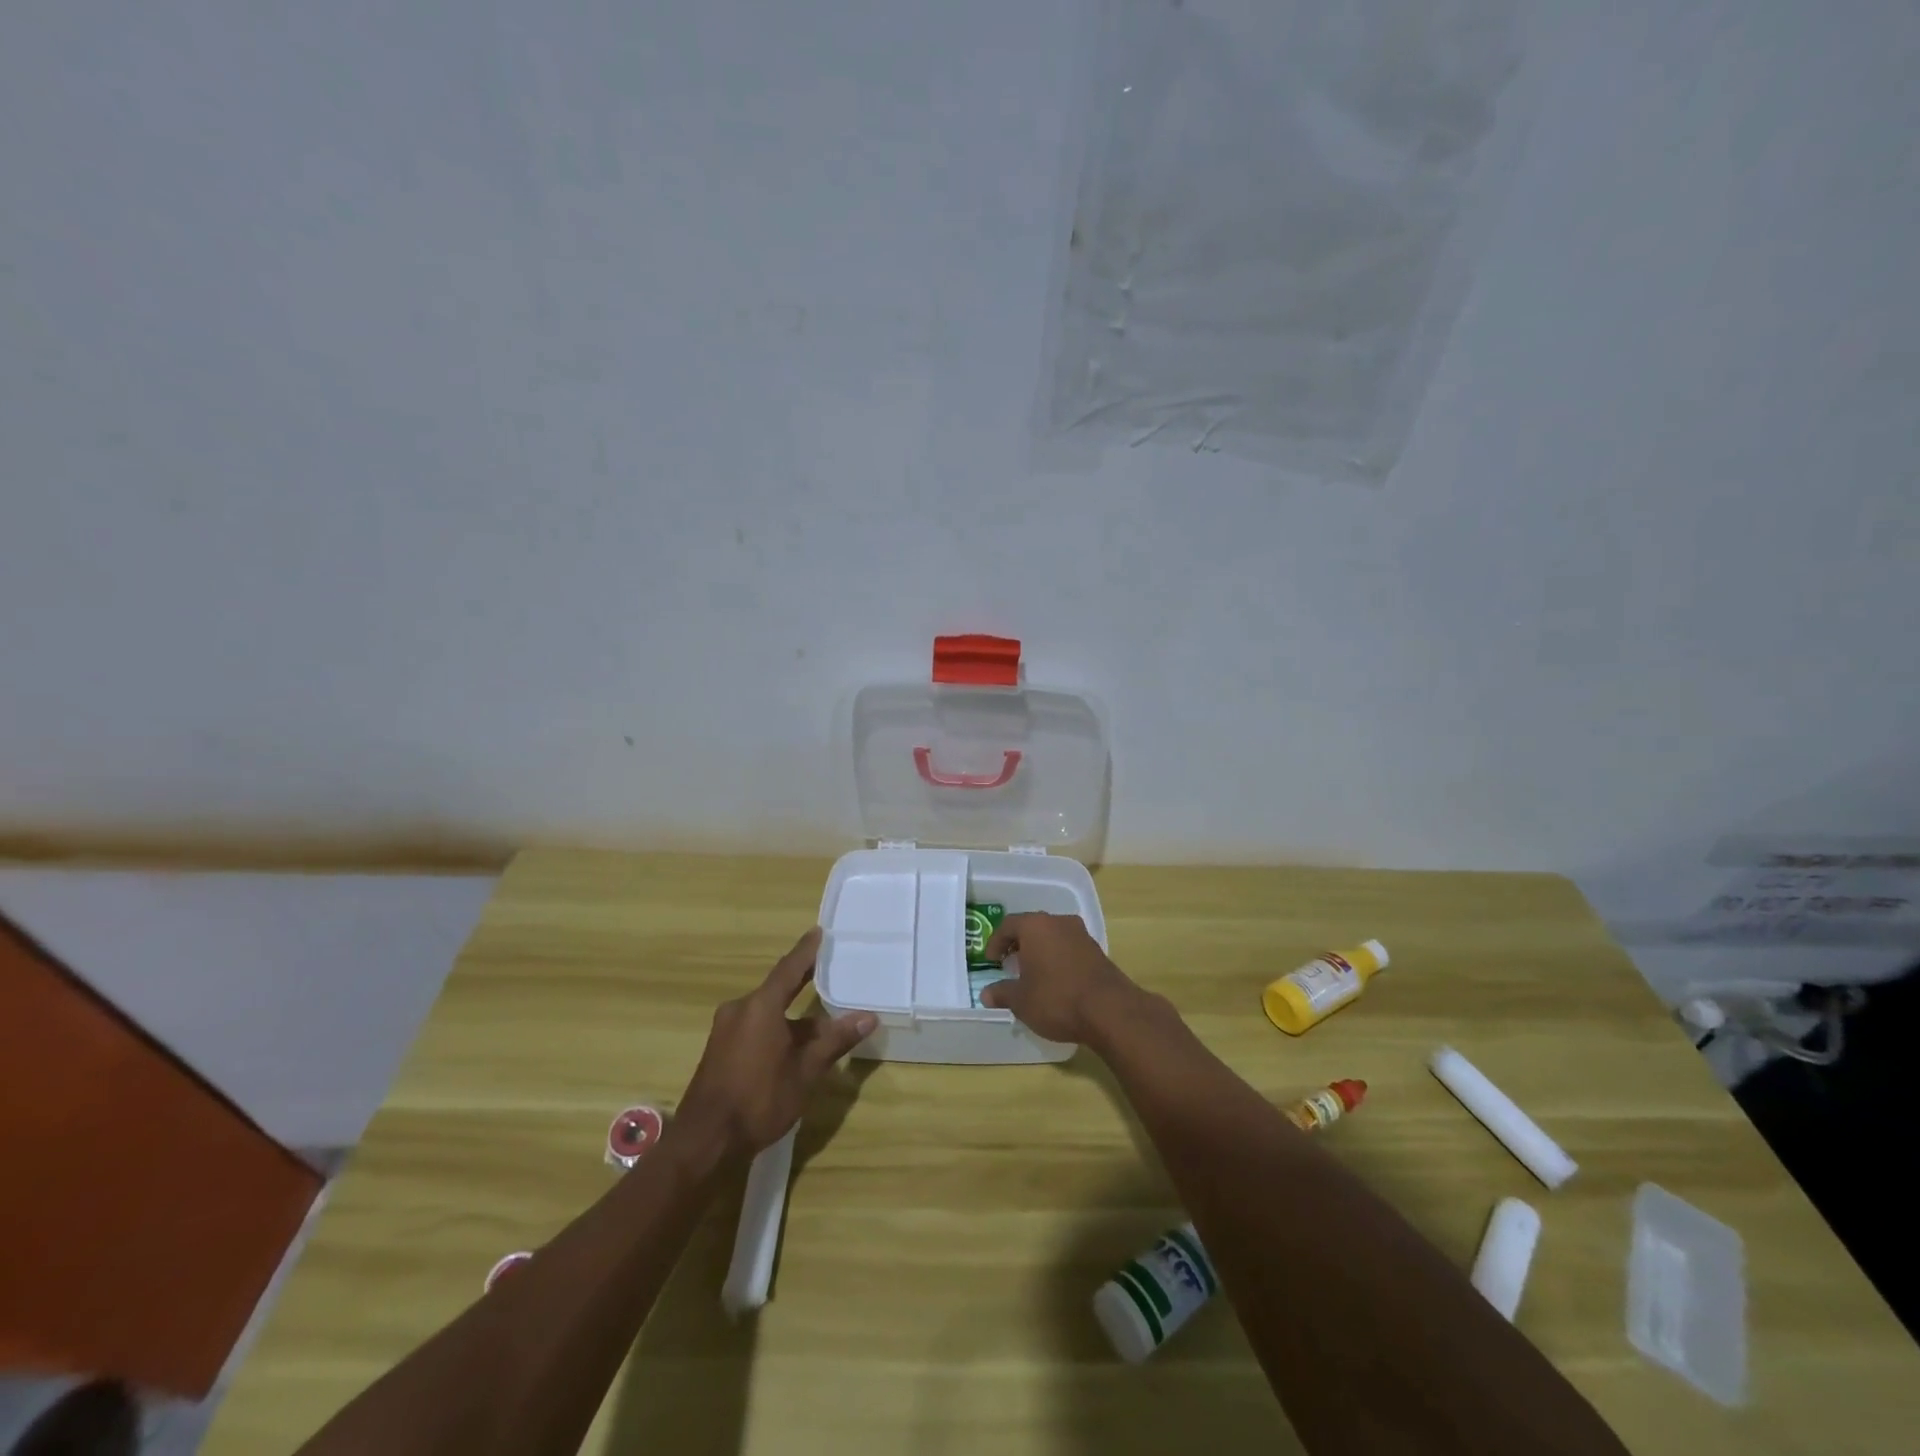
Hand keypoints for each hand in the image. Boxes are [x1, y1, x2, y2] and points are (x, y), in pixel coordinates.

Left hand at [675, 928, 876, 1159]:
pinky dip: (777, 1029)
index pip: (789, 968)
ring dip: (793, 1016)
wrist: (704, 1142)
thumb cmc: (759, 1099)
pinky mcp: (720, 1050)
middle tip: (828, 972)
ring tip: (821, 1023)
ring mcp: (726, 1030)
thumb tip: (868, 1017)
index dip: (807, 950)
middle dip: (803, 984)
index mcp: (760, 1006)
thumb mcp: (805, 1071)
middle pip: (778, 989)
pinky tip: (794, 1046)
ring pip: (767, 1012)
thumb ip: (835, 1041)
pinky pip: (755, 1026)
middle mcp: (740, 1009)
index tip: (820, 931)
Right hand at [979, 912, 1144, 1046]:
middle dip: (1018, 945)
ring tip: (1032, 975)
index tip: (991, 961)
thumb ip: (1002, 993)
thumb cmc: (1056, 998)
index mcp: (1035, 926)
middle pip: (1032, 927)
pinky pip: (1069, 948)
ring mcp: (1081, 934)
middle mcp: (1059, 922)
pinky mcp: (1097, 951)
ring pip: (1052, 936)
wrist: (1109, 1010)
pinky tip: (1056, 981)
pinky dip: (1058, 959)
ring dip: (1040, 951)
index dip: (995, 942)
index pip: (1008, 925)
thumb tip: (986, 994)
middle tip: (1009, 965)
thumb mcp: (1021, 1001)